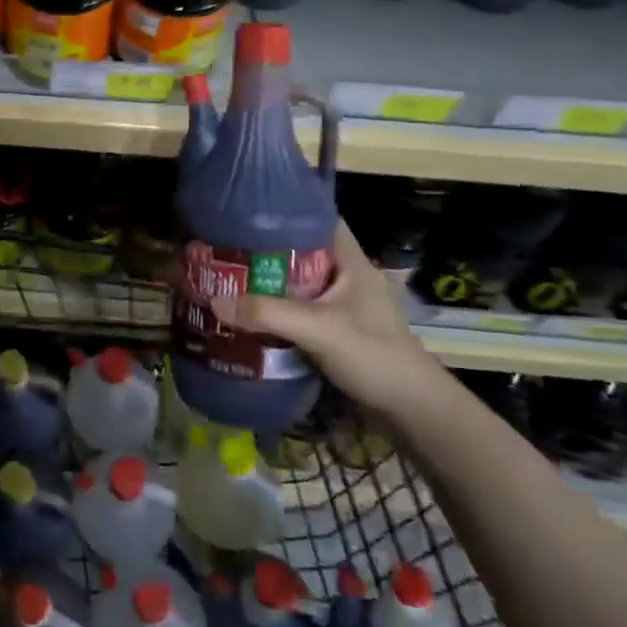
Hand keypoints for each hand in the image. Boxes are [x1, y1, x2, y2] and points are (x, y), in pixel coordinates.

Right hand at [208, 222, 449, 423]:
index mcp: (352, 263)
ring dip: (269, 286)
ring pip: (298, 287)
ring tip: (228, 281)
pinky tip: (249, 318)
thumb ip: (267, 313)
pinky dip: (276, 314)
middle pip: (301, 254)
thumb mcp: (318, 329)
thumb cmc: (374, 356)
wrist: (413, 413)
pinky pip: (299, 314)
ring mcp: (343, 309)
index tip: (247, 214)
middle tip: (225, 250)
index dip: (286, 212)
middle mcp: (347, 280)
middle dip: (266, 253)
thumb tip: (214, 300)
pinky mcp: (336, 335)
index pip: (319, 221)